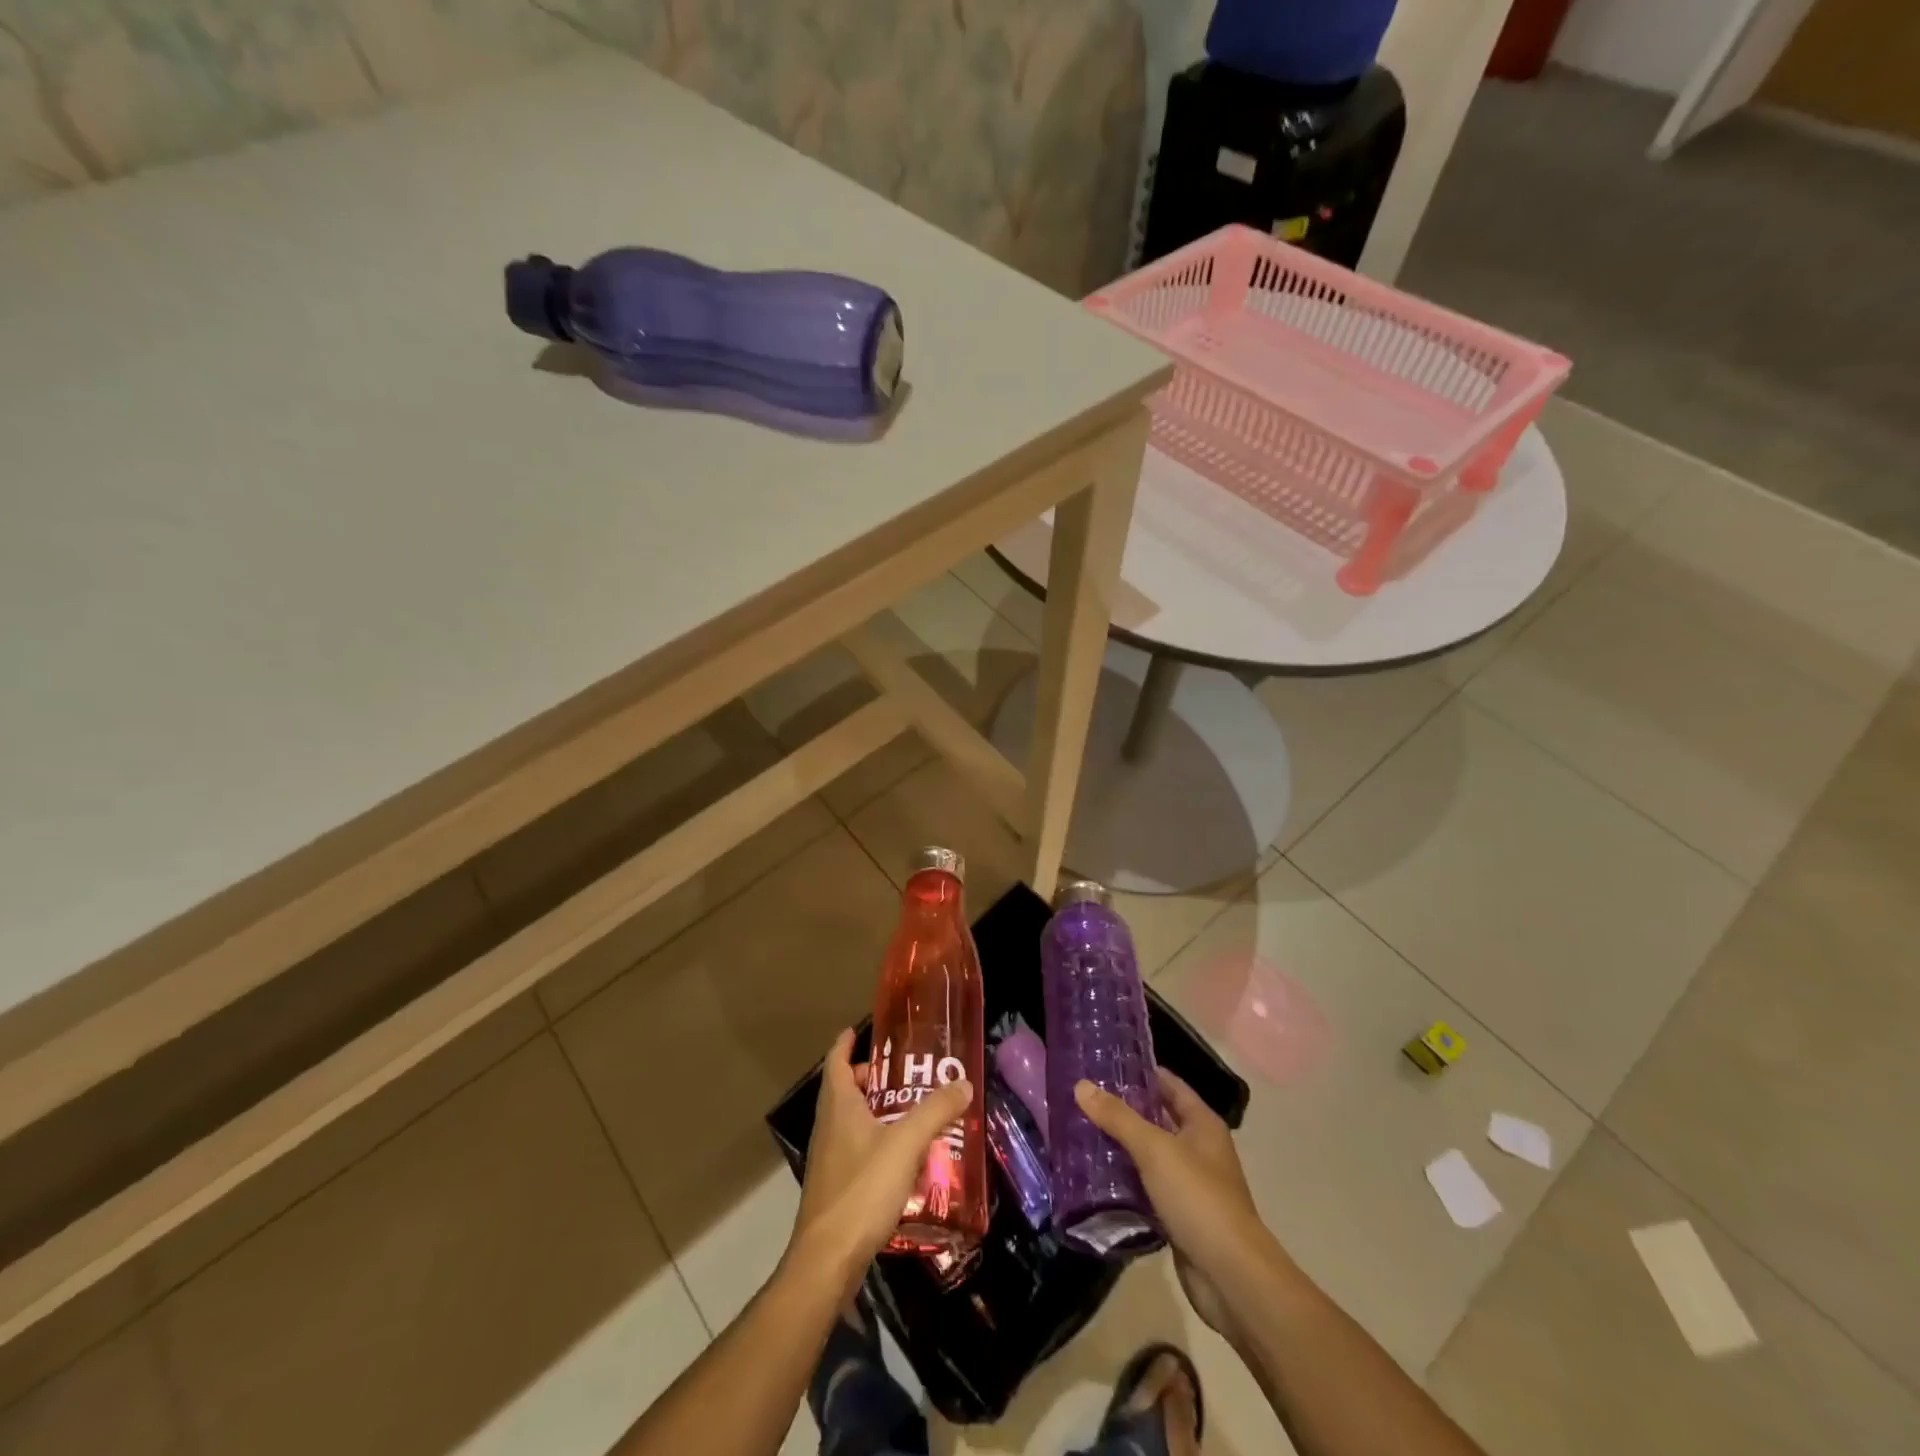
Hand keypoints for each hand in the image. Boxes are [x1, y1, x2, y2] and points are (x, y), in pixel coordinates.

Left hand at [789, 1029, 972, 1297]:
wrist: (827, 1259)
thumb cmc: (862, 1188)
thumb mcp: (905, 1143)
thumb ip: (935, 1111)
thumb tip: (964, 1083)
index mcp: (839, 1105)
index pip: (837, 1061)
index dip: (846, 1044)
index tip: (858, 1030)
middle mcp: (828, 1126)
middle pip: (845, 1090)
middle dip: (870, 1078)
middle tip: (903, 1075)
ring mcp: (829, 1158)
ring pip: (850, 1121)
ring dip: (875, 1111)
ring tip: (910, 1112)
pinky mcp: (835, 1186)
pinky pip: (856, 1149)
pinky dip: (876, 1141)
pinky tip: (902, 1157)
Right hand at [1074, 1068, 1268, 1338]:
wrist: (1230, 1277)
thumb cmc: (1198, 1198)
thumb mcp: (1155, 1150)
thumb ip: (1118, 1118)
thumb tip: (1081, 1085)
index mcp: (1201, 1123)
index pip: (1167, 1083)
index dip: (1138, 1072)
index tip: (1100, 1064)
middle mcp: (1198, 1148)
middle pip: (1156, 1118)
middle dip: (1122, 1110)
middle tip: (1081, 1098)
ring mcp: (1189, 1183)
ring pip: (1148, 1154)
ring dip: (1119, 1146)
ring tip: (1078, 1131)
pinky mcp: (1177, 1214)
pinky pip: (1146, 1187)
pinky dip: (1124, 1181)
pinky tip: (1093, 1177)